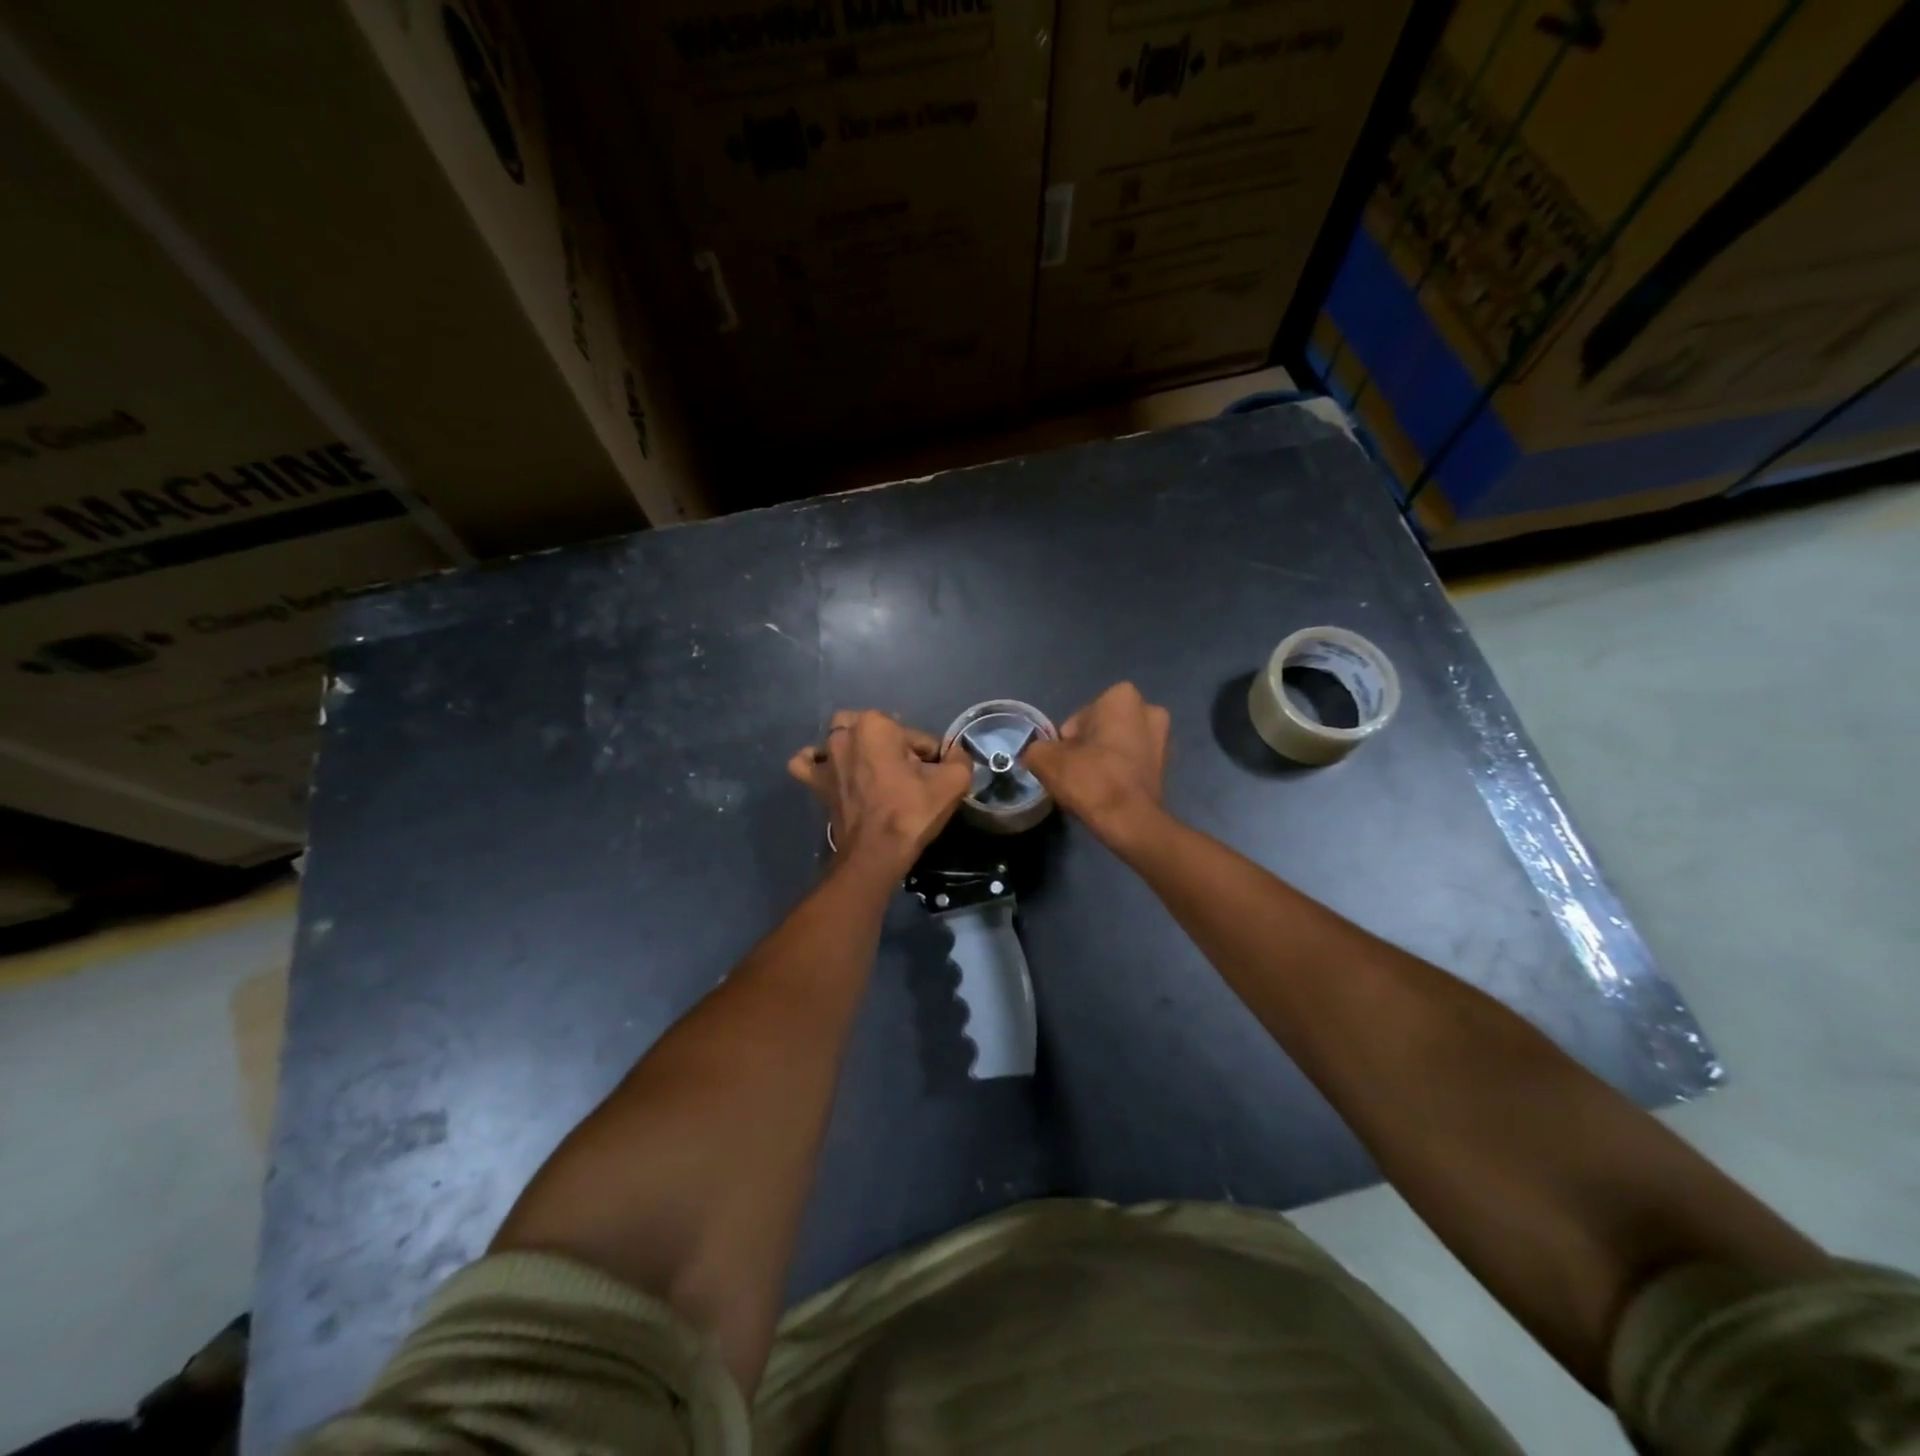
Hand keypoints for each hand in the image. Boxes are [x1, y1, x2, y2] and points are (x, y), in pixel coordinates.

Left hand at [789, 711, 971, 877]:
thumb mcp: (952, 783)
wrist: (875, 854)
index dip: (930, 757)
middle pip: (879, 731)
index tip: (933, 779)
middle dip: (894, 746)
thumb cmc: (911, 814)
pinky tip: (833, 772)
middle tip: (907, 775)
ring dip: (857, 750)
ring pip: (841, 740)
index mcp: (876, 725)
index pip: (915, 735)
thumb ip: (960, 758)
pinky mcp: (814, 782)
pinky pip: (808, 763)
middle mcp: (845, 734)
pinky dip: (818, 763)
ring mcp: (825, 758)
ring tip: (874, 773)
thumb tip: (955, 752)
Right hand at [1023, 682, 1169, 848]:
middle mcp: (1149, 710)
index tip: (1063, 761)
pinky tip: (1108, 793)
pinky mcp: (1168, 767)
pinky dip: (1120, 773)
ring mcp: (1164, 739)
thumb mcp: (1046, 760)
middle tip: (1075, 772)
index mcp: (1122, 697)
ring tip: (1091, 786)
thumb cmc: (1091, 779)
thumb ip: (1036, 749)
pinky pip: (1133, 763)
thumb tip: (1038, 753)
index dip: (1066, 740)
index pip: (1079, 717)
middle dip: (1088, 746)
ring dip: (1104, 759)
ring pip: (1119, 746)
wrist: (1130, 822)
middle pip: (1101, 729)